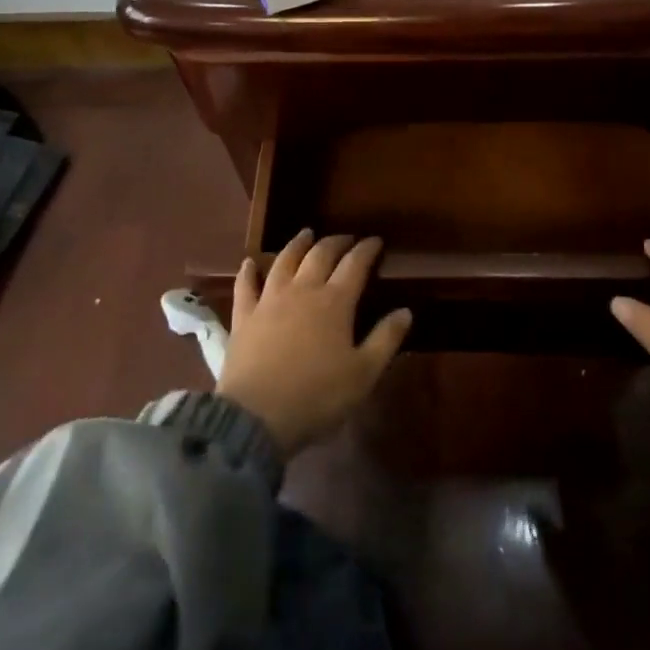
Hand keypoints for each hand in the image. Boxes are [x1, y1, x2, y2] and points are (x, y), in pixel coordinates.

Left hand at [215, 230, 410, 454]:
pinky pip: (245, 285)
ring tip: (306, 234)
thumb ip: (386, 339)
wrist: (257, 416)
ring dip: (297, 244)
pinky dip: (248, 271)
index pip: (355, 264)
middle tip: (346, 238)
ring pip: (284, 261)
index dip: (367, 250)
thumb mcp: (363, 374)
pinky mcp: (244, 316)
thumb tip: (406, 311)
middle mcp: (303, 290)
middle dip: (336, 242)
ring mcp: (269, 300)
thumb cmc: (317, 396)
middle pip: (320, 255)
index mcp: (335, 302)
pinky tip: (250, 263)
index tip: (376, 241)